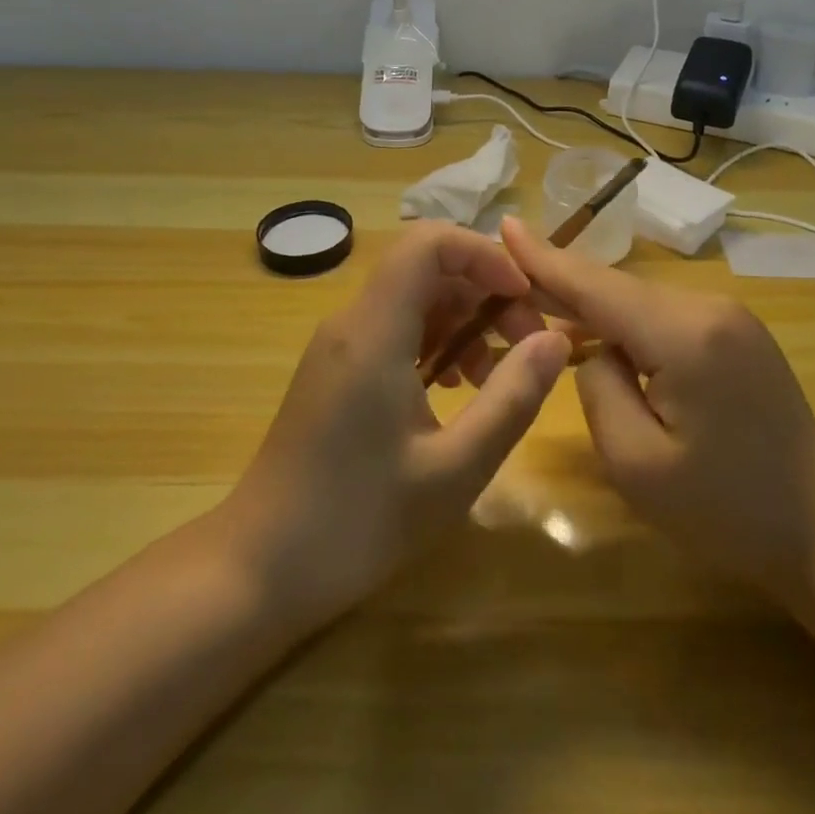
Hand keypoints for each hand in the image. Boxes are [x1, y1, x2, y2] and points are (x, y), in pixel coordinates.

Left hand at [219, 222, 571, 630]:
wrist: (259, 570)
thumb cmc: (358, 521)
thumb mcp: (454, 468)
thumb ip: (511, 398)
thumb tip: (555, 341)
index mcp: (374, 330)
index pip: (428, 243)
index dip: (483, 255)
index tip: (524, 299)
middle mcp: (352, 322)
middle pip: (425, 267)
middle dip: (484, 292)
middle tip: (525, 345)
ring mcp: (339, 345)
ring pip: (413, 298)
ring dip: (463, 321)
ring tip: (495, 376)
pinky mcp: (336, 370)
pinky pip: (394, 329)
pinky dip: (435, 342)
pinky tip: (455, 390)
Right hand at [501, 216, 814, 613]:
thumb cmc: (728, 511)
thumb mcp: (638, 465)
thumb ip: (598, 390)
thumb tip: (593, 350)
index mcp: (684, 335)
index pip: (597, 287)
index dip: (546, 259)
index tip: (505, 224)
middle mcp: (708, 307)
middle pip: (618, 288)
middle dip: (564, 287)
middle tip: (508, 287)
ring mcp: (729, 315)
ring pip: (640, 300)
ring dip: (596, 308)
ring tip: (546, 315)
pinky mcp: (737, 331)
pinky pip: (664, 314)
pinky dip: (628, 323)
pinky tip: (603, 338)